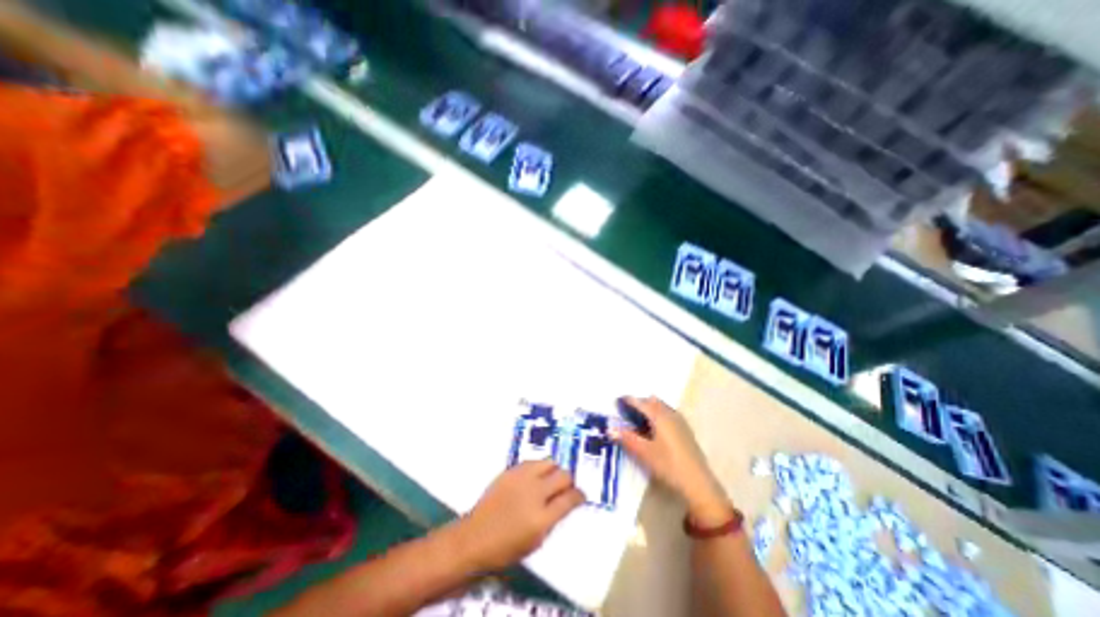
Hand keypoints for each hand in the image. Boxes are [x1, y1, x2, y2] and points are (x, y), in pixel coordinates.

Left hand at [452, 459, 582, 571]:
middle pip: (563, 475)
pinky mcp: (511, 471)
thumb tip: (565, 502)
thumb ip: (553, 519)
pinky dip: (539, 468)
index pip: (570, 499)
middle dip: (569, 481)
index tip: (581, 496)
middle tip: (566, 488)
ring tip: (550, 480)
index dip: (579, 496)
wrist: (475, 537)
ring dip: (554, 471)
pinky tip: (535, 477)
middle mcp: (534, 493)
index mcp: (542, 518)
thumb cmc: (506, 548)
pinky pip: (532, 461)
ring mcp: (522, 479)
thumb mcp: (536, 542)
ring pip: (549, 462)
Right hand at [616, 396, 732, 524]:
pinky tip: (655, 429)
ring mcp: (680, 421)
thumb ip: (626, 438)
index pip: (640, 402)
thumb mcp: (644, 453)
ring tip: (639, 419)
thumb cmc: (668, 465)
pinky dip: (658, 415)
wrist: (698, 483)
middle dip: (639, 403)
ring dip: (649, 408)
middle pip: (652, 401)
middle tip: (626, 411)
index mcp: (659, 416)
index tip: (617, 401)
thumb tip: (610, 428)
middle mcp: (670, 413)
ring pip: (661, 407)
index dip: (628, 400)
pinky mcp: (685, 430)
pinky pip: (668, 414)